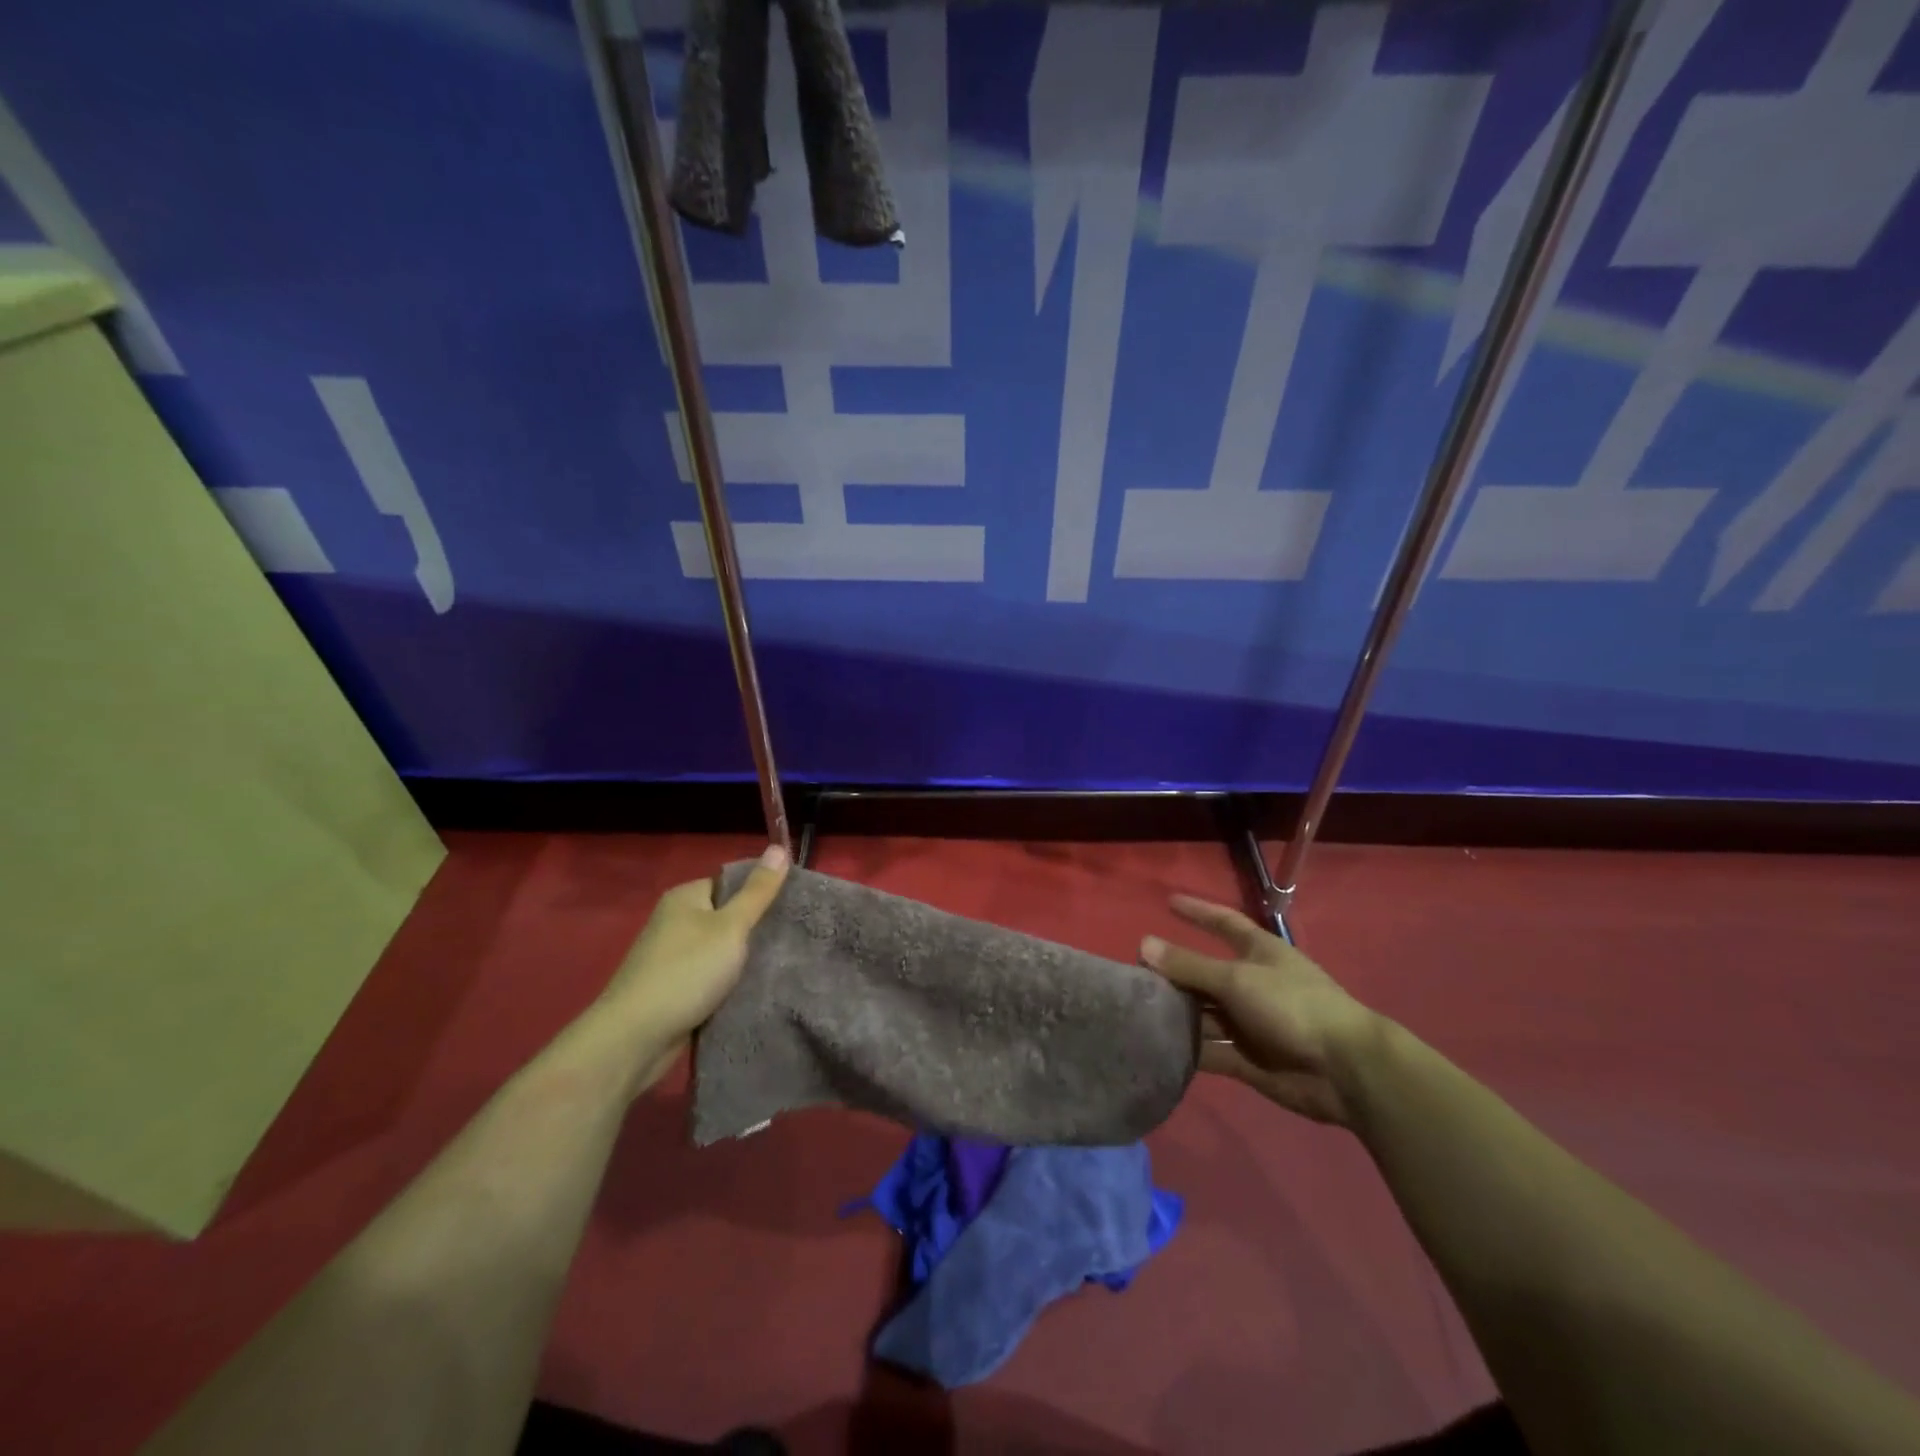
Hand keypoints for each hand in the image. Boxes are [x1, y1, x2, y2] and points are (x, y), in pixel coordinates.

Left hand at [597, 845, 789, 1084]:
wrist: (635, 1038)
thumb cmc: (686, 972)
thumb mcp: (731, 927)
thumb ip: (758, 891)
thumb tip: (779, 846)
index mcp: (686, 896)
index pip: (733, 882)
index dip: (763, 891)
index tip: (795, 906)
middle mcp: (676, 920)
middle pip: (728, 915)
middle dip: (757, 928)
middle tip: (793, 938)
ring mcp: (672, 955)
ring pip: (722, 949)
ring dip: (744, 958)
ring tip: (782, 964)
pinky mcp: (674, 987)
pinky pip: (712, 975)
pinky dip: (730, 982)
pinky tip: (755, 989)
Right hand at [1142, 895, 1380, 1126]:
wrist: (1345, 1071)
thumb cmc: (1292, 1006)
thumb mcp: (1237, 979)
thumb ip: (1190, 965)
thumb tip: (1143, 944)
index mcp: (1259, 953)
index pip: (1224, 923)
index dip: (1198, 911)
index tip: (1168, 901)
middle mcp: (1253, 984)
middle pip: (1206, 974)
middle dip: (1174, 974)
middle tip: (1132, 976)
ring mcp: (1251, 1024)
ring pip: (1205, 1015)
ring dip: (1178, 1015)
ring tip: (1136, 1014)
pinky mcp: (1249, 1060)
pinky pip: (1212, 1052)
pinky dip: (1190, 1052)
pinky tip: (1158, 1050)